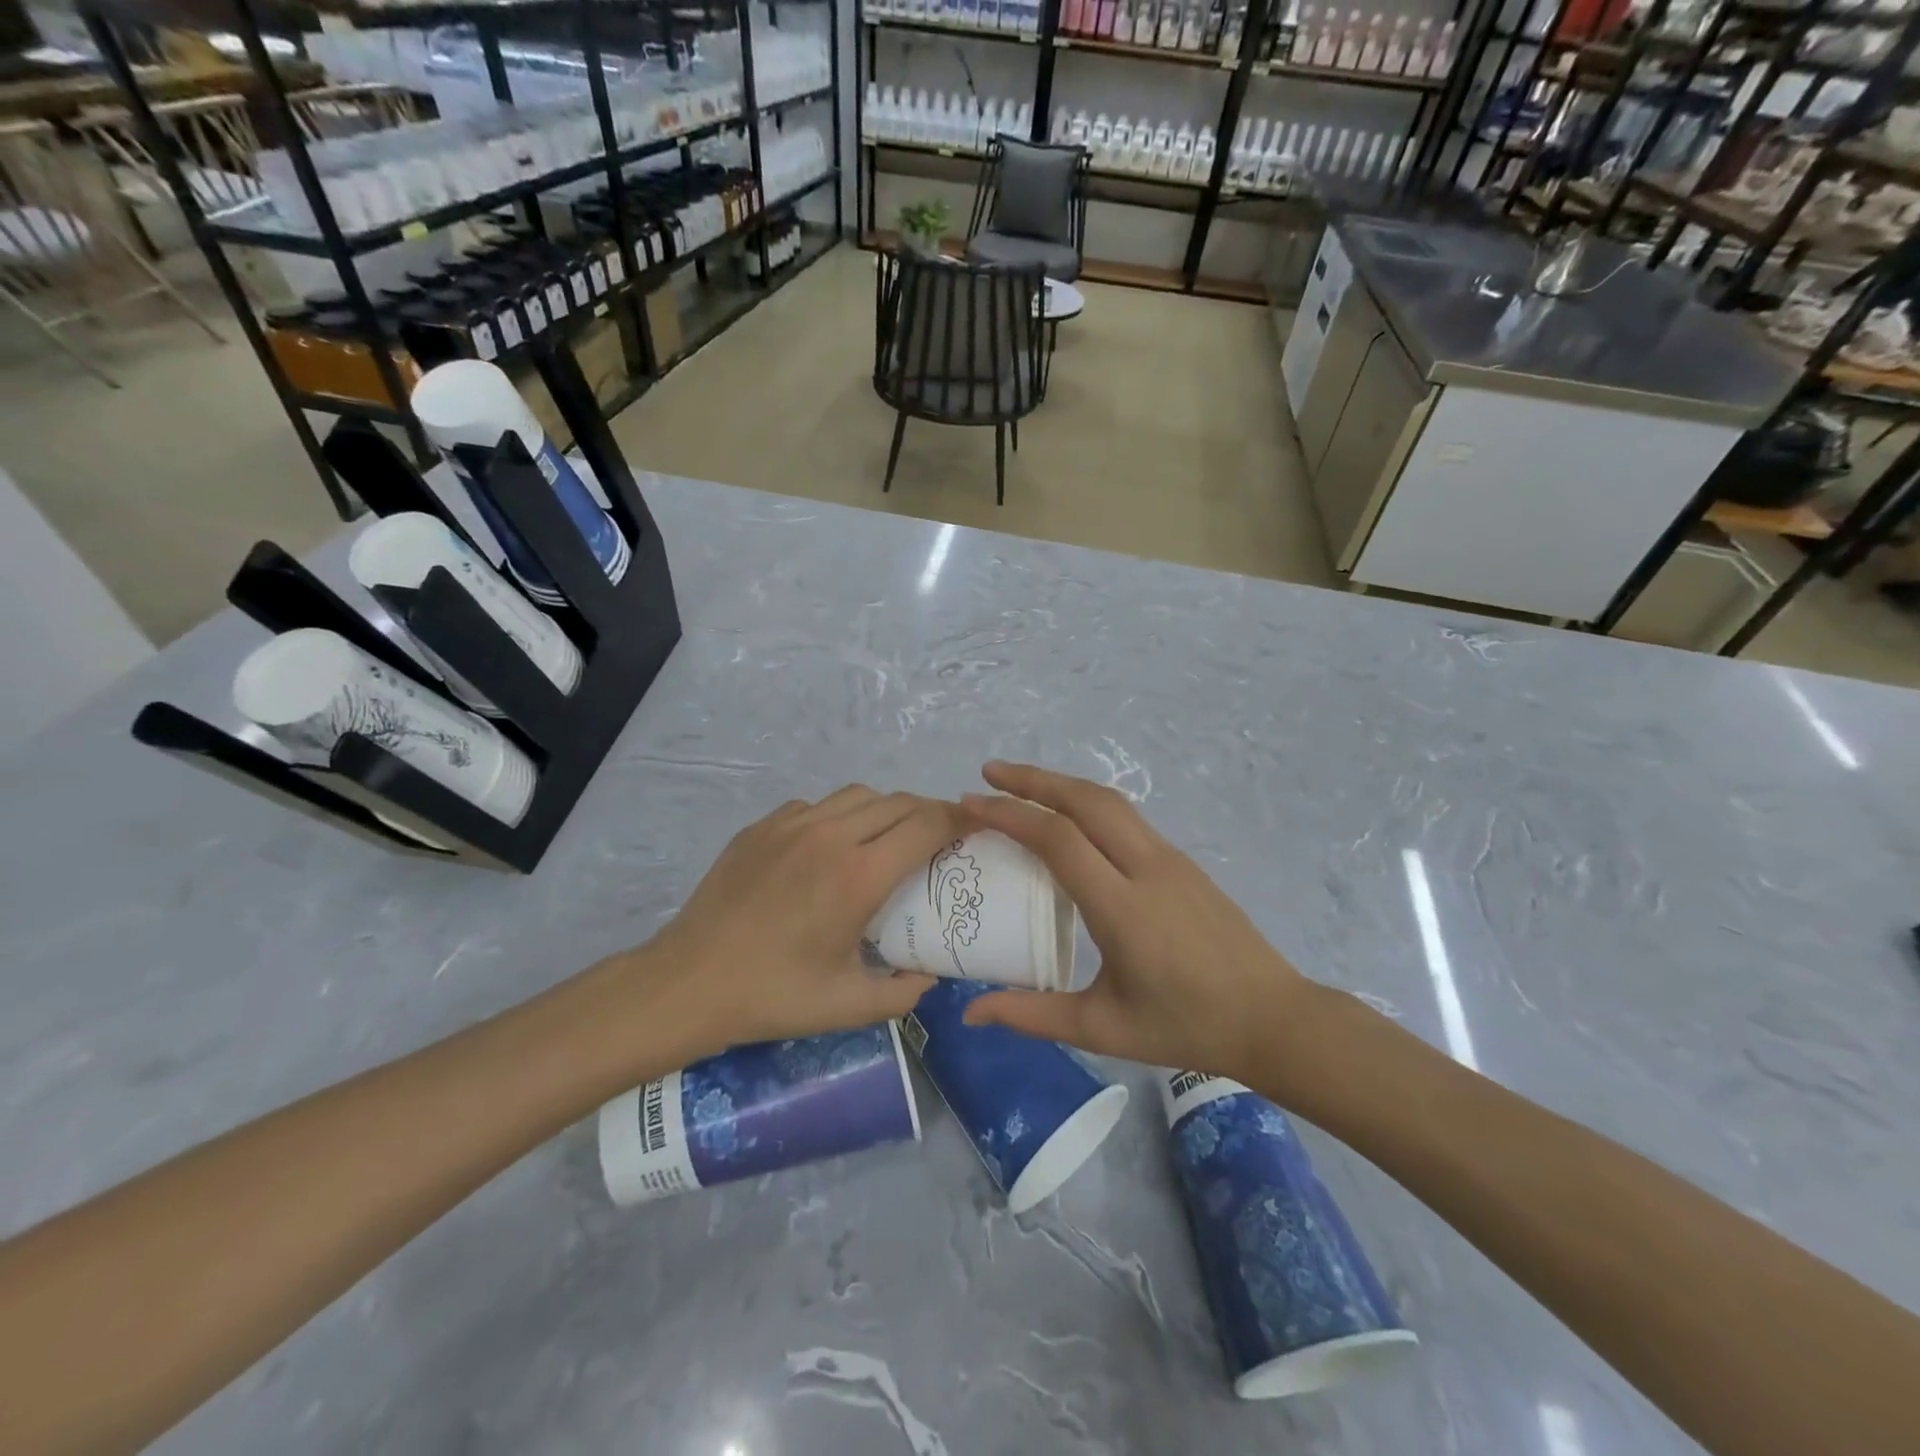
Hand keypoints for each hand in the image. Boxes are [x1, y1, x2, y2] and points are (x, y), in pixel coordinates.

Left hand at [631, 786, 966, 1058]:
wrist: (688, 982)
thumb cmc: (773, 996)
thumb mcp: (848, 1007)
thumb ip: (904, 992)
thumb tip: (931, 977)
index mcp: (858, 876)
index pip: (926, 824)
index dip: (959, 819)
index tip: (978, 825)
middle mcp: (830, 836)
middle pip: (899, 801)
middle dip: (929, 812)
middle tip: (940, 838)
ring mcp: (791, 825)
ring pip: (858, 796)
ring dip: (886, 810)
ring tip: (889, 839)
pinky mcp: (762, 826)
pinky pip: (817, 805)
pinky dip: (840, 816)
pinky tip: (832, 848)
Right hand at [959, 763, 1327, 1092]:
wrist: (1273, 1018)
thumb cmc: (1186, 1027)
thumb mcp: (1102, 1028)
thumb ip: (1032, 1015)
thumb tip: (970, 1012)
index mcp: (1123, 907)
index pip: (1059, 840)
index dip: (1010, 814)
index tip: (971, 804)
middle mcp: (1146, 867)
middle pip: (1085, 800)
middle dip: (1033, 778)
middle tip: (989, 772)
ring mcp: (1170, 859)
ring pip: (1109, 801)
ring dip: (1062, 785)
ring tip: (1021, 785)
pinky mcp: (1183, 862)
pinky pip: (1126, 818)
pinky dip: (1087, 804)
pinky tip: (1070, 820)